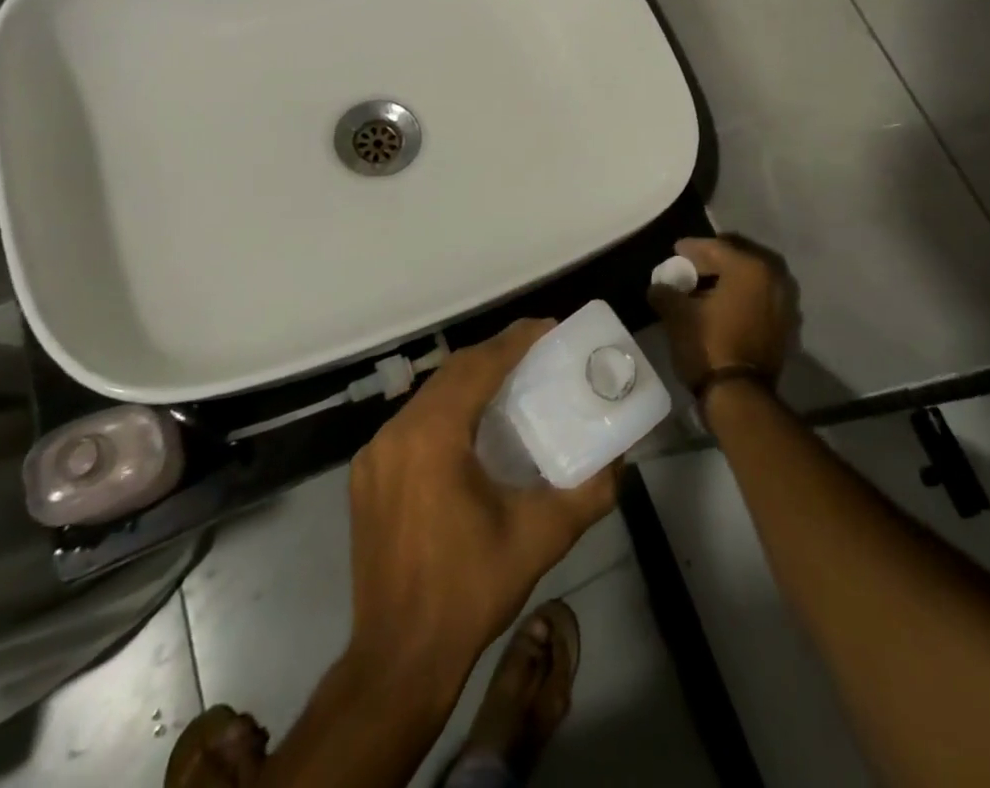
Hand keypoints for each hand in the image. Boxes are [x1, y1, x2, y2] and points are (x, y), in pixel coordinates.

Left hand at [342, 319, 618, 705]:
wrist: (398, 661)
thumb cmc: (470, 590)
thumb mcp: (541, 537)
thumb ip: (589, 491)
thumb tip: (621, 456)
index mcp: (432, 437)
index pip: (478, 366)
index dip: (515, 340)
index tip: (549, 327)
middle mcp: (395, 434)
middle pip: (452, 373)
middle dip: (496, 353)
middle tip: (538, 349)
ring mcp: (374, 455)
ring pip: (429, 395)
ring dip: (470, 379)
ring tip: (512, 378)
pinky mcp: (367, 477)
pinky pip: (412, 422)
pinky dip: (446, 407)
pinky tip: (472, 422)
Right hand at [650, 234, 797, 392]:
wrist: (740, 396)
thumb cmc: (709, 346)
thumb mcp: (678, 316)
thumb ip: (665, 293)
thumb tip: (658, 286)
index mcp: (749, 268)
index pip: (716, 248)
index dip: (693, 248)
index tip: (676, 249)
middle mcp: (773, 278)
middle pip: (737, 260)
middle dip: (712, 261)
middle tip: (689, 266)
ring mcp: (784, 303)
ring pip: (751, 281)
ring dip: (728, 280)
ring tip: (704, 287)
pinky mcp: (785, 325)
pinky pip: (759, 299)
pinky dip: (741, 298)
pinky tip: (722, 306)